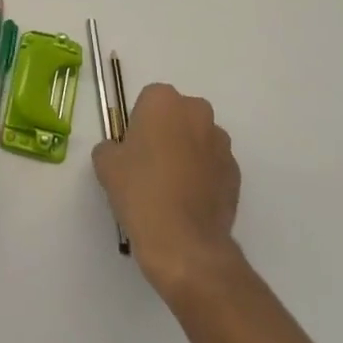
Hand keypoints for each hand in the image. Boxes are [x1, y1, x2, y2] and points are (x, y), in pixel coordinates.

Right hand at [93, 83, 240, 297]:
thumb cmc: (140, 191)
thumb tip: (119, 151)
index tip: (132, 149)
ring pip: (198, 139)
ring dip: (188, 153)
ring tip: (172, 188)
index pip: (148, 101)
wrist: (184, 241)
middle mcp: (197, 112)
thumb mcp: (106, 164)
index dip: (138, 124)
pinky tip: (189, 202)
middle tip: (150, 165)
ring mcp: (221, 143)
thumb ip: (110, 147)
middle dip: (167, 132)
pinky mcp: (236, 172)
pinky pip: (214, 166)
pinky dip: (204, 176)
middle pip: (177, 115)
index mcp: (164, 101)